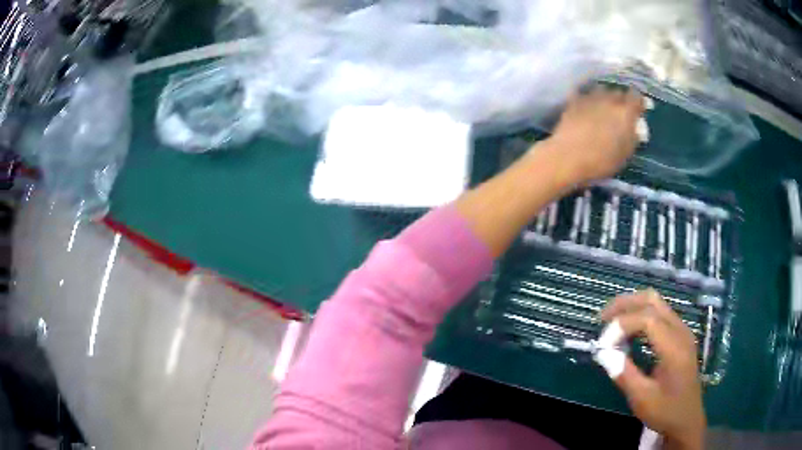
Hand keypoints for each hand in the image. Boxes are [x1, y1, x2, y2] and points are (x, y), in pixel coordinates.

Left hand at [538, 85, 643, 185]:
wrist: (569, 156)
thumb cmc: (602, 161)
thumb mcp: (625, 154)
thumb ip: (632, 137)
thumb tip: (635, 128)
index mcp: (625, 112)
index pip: (636, 97)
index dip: (639, 101)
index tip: (639, 108)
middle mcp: (609, 99)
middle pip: (618, 92)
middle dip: (621, 99)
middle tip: (621, 110)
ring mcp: (590, 97)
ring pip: (601, 90)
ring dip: (604, 96)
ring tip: (604, 106)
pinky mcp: (573, 101)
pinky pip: (583, 94)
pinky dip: (587, 97)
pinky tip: (586, 104)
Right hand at [601, 290, 705, 449]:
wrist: (687, 419)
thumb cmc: (666, 411)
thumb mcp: (642, 399)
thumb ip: (624, 374)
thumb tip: (604, 353)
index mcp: (674, 347)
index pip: (647, 318)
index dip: (622, 325)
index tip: (603, 344)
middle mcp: (680, 331)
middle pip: (652, 300)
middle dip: (625, 304)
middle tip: (602, 319)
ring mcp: (682, 331)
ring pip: (656, 303)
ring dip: (632, 308)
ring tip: (612, 323)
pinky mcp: (680, 336)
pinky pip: (659, 314)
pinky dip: (640, 316)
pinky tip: (629, 332)